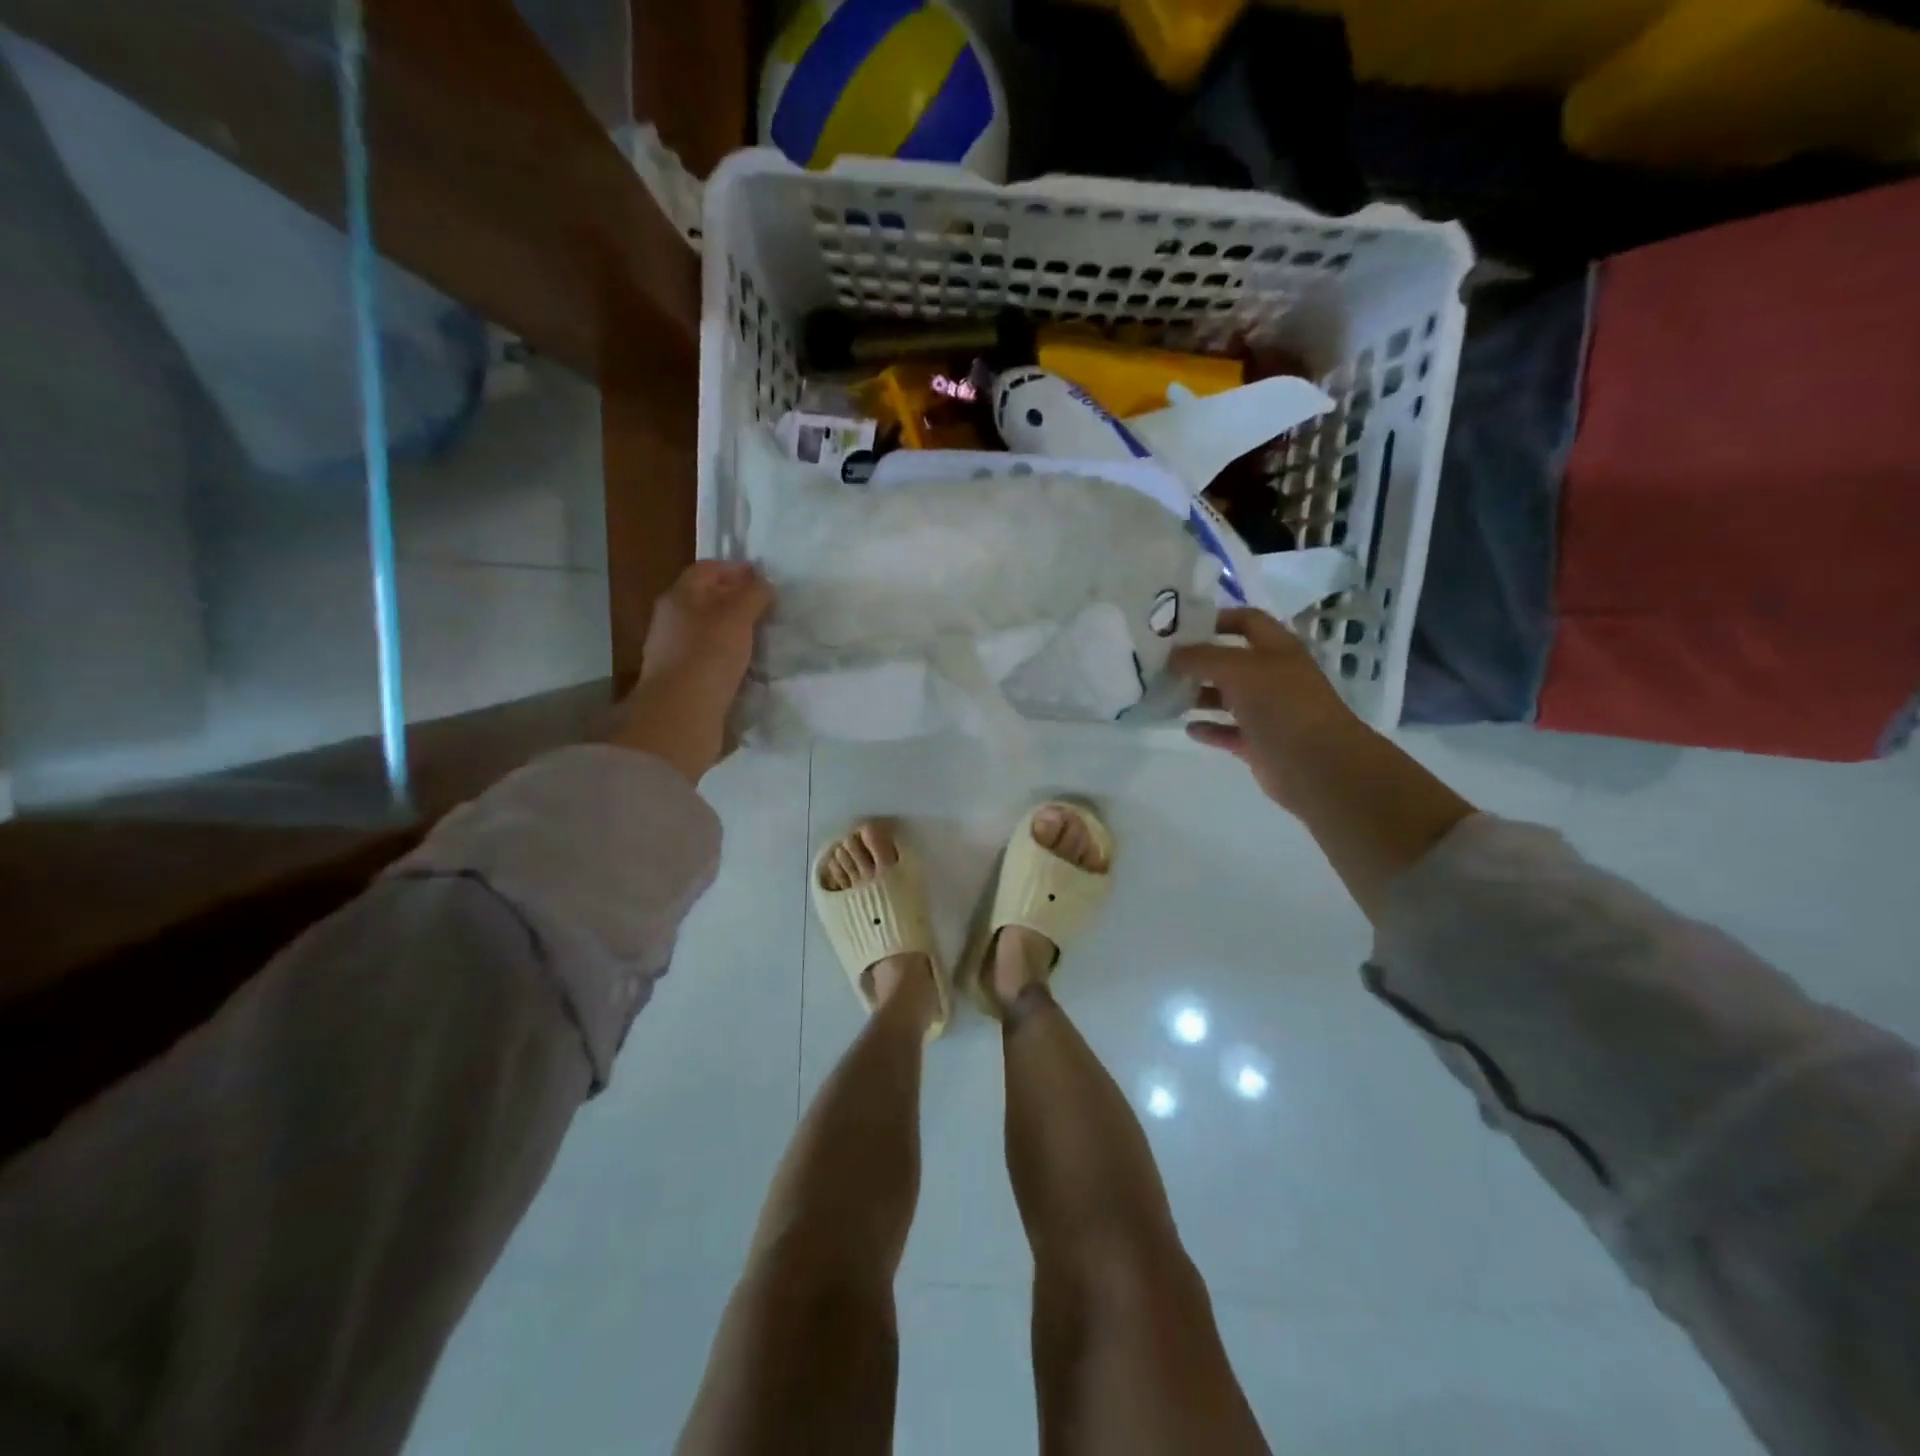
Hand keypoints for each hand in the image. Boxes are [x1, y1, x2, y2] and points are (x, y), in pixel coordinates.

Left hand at [610, 561, 772, 780]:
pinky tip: (751, 666)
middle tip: (770, 608)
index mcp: (679, 598)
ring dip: (736, 632)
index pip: (707, 570)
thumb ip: (753, 595)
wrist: (682, 716)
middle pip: (707, 600)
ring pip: (711, 632)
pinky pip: (712, 660)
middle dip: (738, 601)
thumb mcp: (737, 617)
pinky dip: (732, 658)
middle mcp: (672, 621)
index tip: (766, 578)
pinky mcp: (685, 682)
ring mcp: (676, 653)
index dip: (736, 569)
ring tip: (766, 637)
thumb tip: (764, 583)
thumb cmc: (708, 657)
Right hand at [1169, 607, 1361, 807]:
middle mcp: (1273, 676)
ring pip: (1228, 698)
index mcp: (1277, 649)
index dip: (1218, 619)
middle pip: (1232, 661)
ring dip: (1200, 695)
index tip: (1181, 627)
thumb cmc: (1281, 705)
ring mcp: (1267, 711)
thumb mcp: (1238, 670)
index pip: (1247, 621)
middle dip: (1200, 661)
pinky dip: (1209, 729)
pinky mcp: (1259, 743)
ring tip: (1168, 695)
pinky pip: (1228, 731)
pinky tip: (1187, 728)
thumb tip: (1172, 655)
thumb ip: (1202, 657)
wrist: (1317, 765)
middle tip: (1163, 664)